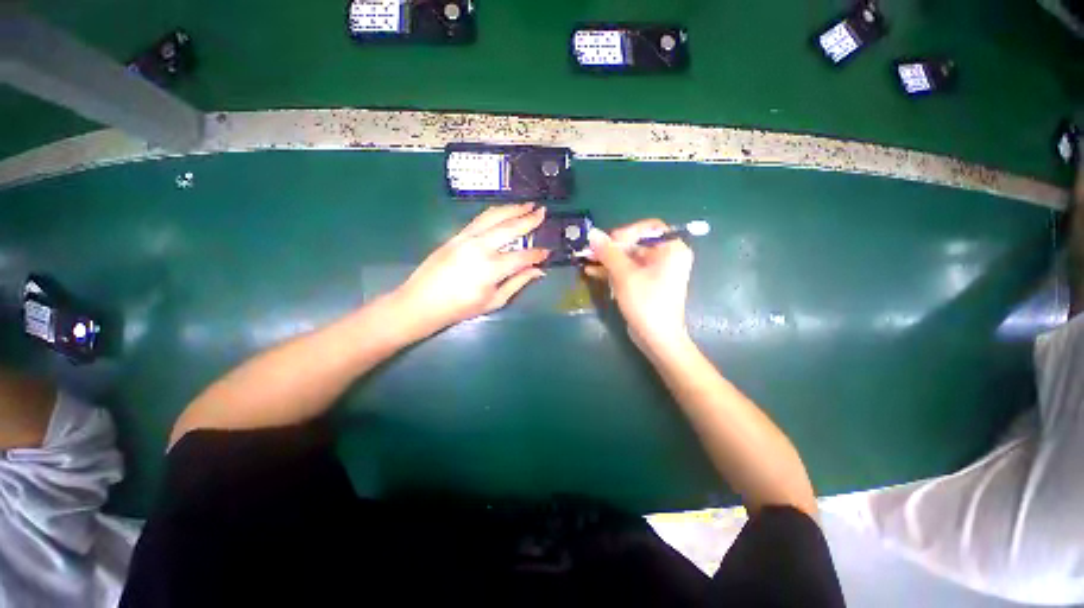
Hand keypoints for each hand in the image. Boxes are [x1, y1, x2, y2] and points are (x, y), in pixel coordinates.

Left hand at [395, 203, 549, 335]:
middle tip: (542, 211)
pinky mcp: (456, 235)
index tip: (547, 252)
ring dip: (512, 209)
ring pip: (494, 216)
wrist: (422, 301)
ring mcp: (466, 238)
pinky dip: (495, 213)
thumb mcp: (494, 301)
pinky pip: (480, 219)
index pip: (522, 256)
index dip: (537, 254)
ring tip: (526, 205)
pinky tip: (503, 212)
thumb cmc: (460, 307)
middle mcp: (480, 247)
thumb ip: (517, 283)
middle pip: (510, 228)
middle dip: (529, 219)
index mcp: (491, 268)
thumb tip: (538, 271)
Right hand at [585, 219, 693, 355]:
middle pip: (635, 243)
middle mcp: (666, 257)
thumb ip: (609, 252)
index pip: (648, 228)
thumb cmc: (646, 303)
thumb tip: (592, 232)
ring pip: (628, 258)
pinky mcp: (646, 284)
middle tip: (590, 251)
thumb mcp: (624, 275)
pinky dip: (612, 271)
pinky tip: (592, 271)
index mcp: (671, 249)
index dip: (626, 232)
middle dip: (611, 248)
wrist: (656, 338)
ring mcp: (656, 272)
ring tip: (586, 260)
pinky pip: (628, 271)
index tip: (607, 242)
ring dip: (607, 260)